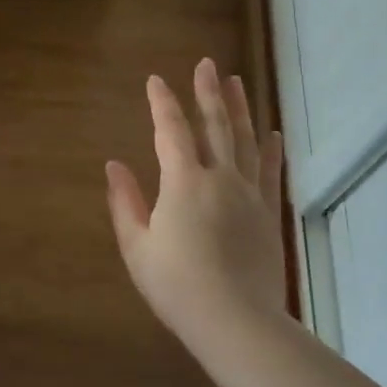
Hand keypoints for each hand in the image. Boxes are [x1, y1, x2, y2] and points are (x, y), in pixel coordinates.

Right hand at [105, 58, 286, 347]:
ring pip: (246, 140)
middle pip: (216, 125)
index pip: (172, 131)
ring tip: (237, 81)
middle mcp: (220, 178)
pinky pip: (270, 171)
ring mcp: (249, 194)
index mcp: (183, 183)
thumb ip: (124, 202)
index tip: (156, 80)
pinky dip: (271, 148)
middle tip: (207, 64)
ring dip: (241, 108)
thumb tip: (114, 166)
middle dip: (208, 92)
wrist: (237, 322)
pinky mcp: (268, 213)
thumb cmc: (177, 285)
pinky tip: (272, 132)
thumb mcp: (137, 247)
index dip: (162, 103)